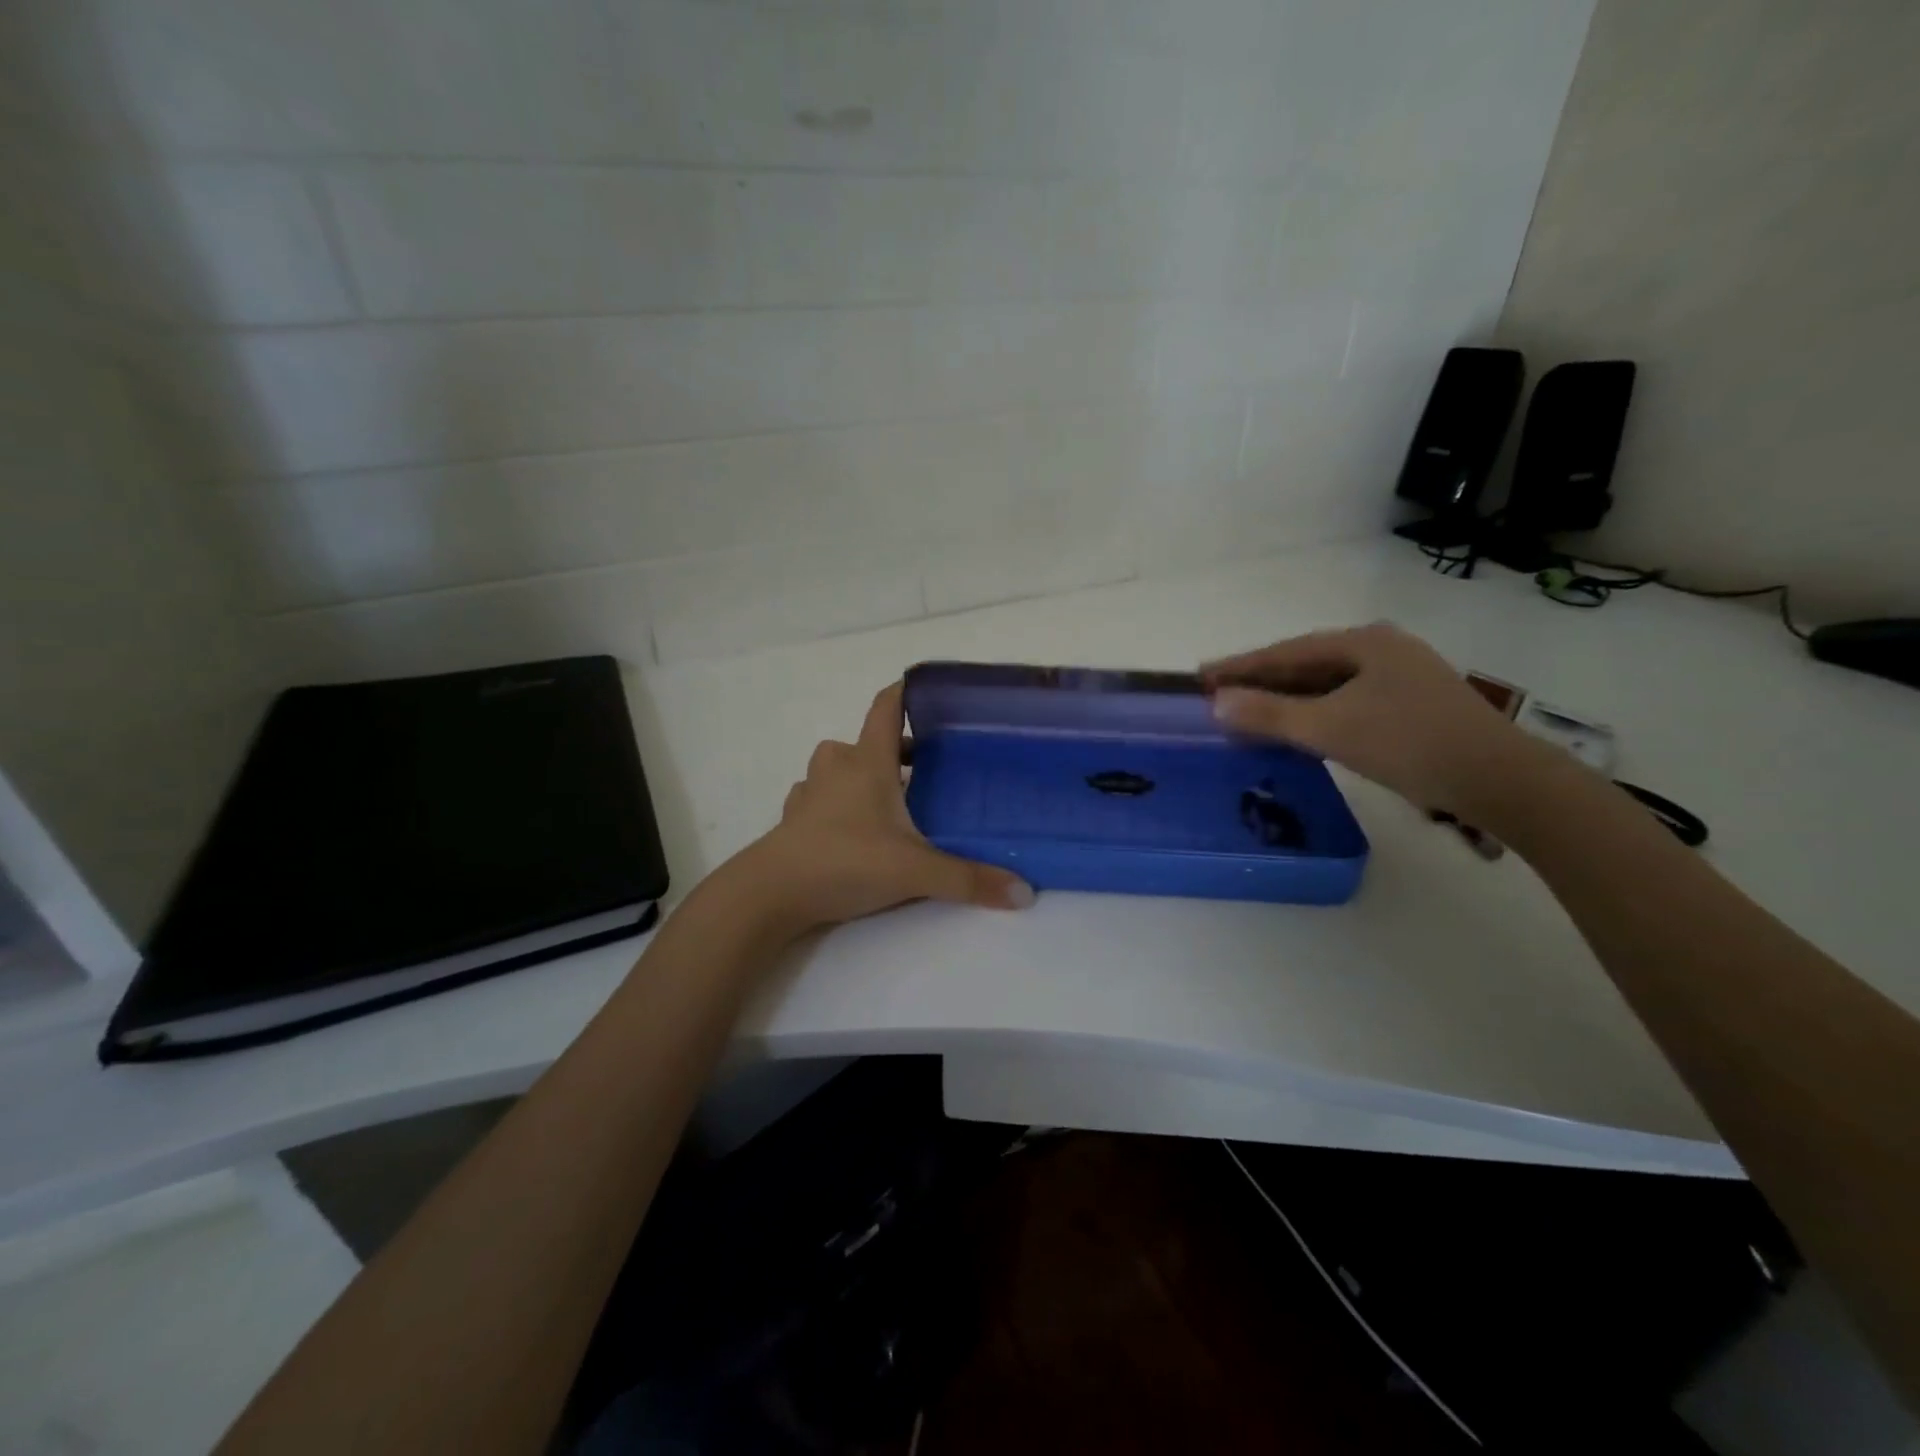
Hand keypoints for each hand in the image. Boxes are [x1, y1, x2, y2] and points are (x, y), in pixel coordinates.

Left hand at [735, 682, 1033, 929]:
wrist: (769, 894)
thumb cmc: (844, 862)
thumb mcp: (915, 872)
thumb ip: (970, 881)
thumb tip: (1025, 892)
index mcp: (867, 763)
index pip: (886, 707)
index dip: (906, 692)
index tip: (930, 689)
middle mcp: (837, 768)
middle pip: (864, 740)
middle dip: (894, 748)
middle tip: (926, 766)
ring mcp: (810, 794)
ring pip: (836, 766)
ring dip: (861, 773)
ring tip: (889, 798)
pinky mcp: (793, 821)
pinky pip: (817, 797)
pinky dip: (835, 802)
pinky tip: (850, 828)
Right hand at [1201, 623, 1537, 815]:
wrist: (1498, 780)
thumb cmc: (1407, 743)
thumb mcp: (1329, 728)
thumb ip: (1269, 715)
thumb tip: (1216, 703)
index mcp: (1363, 642)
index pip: (1285, 652)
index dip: (1240, 665)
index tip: (1201, 676)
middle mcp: (1382, 649)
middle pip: (1306, 665)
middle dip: (1261, 682)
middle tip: (1218, 697)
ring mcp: (1401, 676)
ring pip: (1327, 685)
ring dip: (1287, 700)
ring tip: (1249, 714)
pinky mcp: (1411, 705)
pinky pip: (1346, 701)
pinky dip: (1315, 713)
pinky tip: (1299, 729)